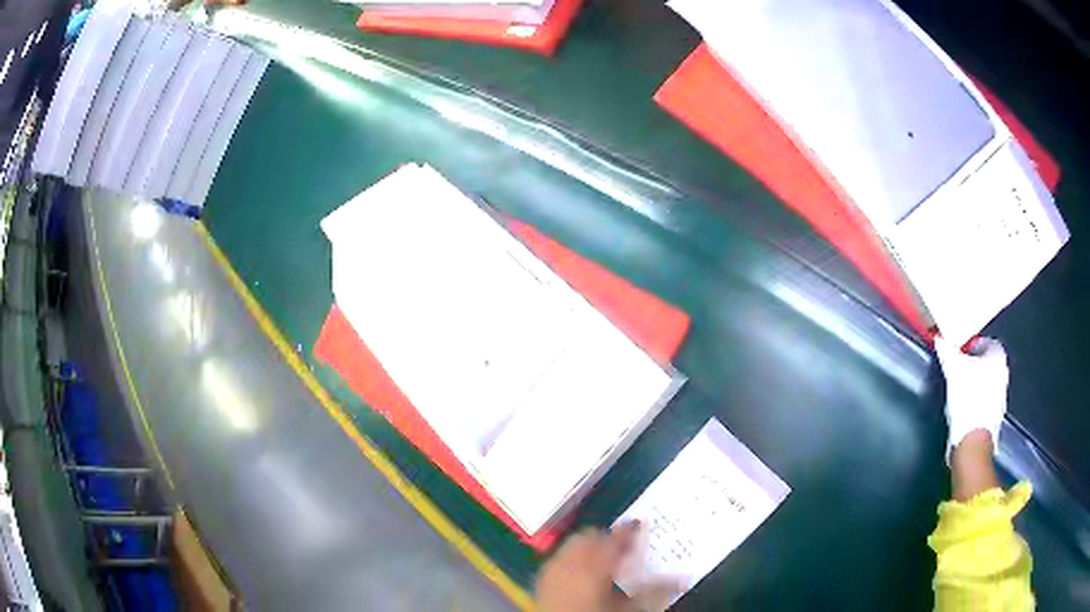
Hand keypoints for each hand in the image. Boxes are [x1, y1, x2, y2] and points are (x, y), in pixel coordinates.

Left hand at [536, 522, 678, 611]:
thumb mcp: (631, 607)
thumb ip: (656, 589)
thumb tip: (684, 578)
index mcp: (594, 563)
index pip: (615, 536)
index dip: (630, 529)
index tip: (641, 526)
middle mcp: (569, 559)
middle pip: (589, 535)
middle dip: (607, 538)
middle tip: (623, 550)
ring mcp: (551, 567)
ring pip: (572, 544)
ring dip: (588, 547)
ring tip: (604, 562)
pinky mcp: (541, 579)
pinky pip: (559, 558)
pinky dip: (572, 559)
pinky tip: (582, 575)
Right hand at [934, 336, 1008, 459]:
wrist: (973, 441)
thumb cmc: (968, 399)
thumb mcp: (953, 369)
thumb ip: (947, 350)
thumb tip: (940, 338)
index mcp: (998, 355)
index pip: (983, 341)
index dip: (968, 346)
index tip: (956, 354)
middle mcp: (1004, 372)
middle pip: (985, 363)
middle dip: (972, 366)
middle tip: (956, 371)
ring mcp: (1001, 397)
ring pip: (985, 383)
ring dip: (974, 384)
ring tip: (958, 392)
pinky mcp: (995, 417)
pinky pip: (984, 402)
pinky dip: (975, 402)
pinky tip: (963, 409)